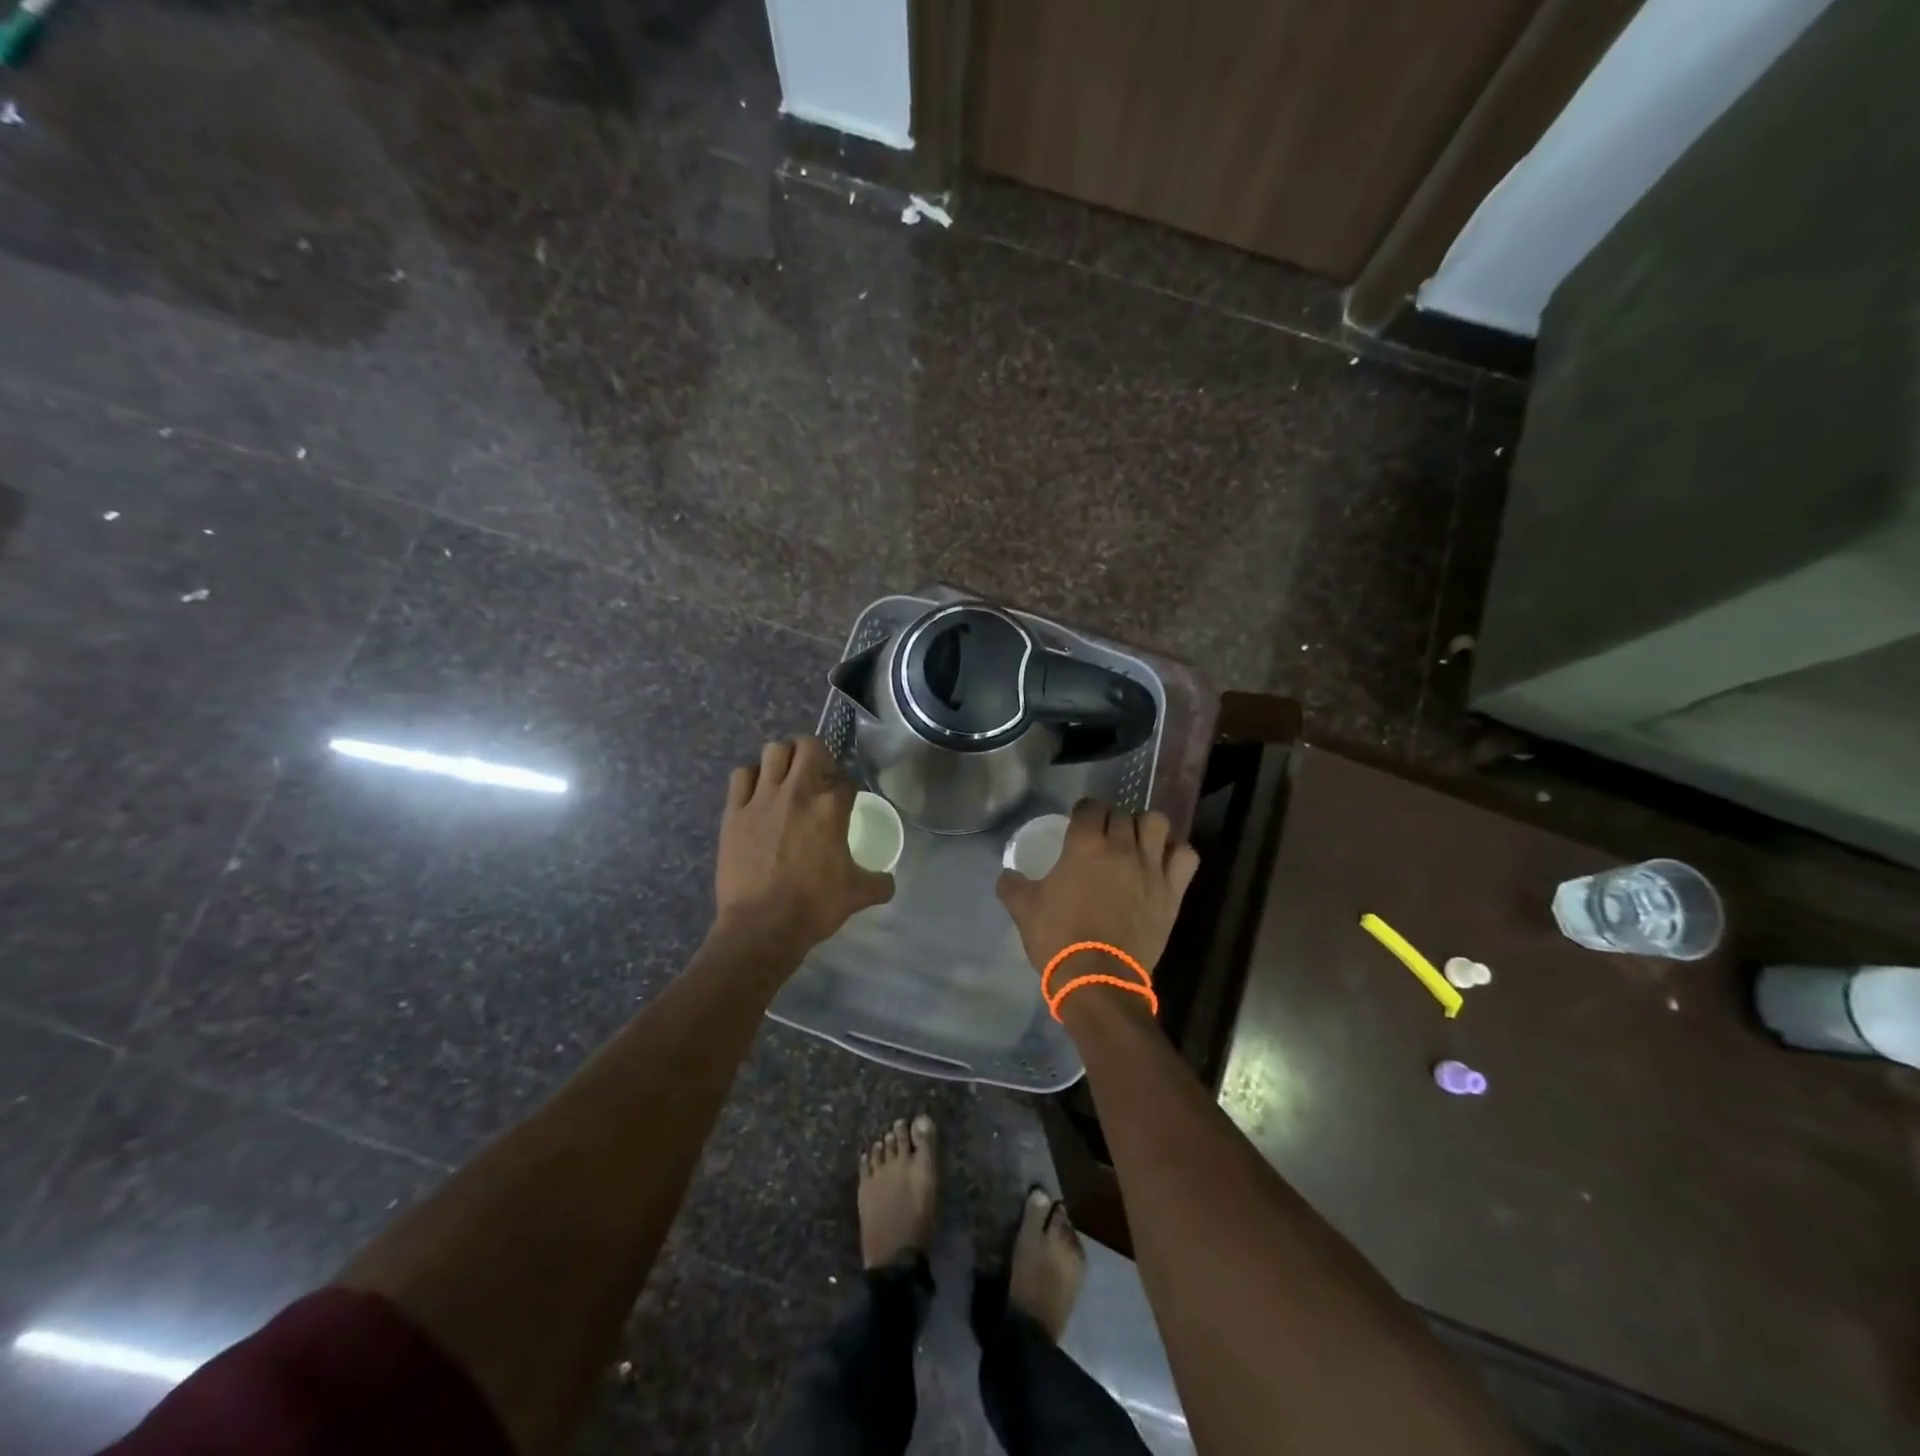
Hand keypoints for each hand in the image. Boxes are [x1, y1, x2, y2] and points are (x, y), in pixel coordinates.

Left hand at [716, 736, 893, 951]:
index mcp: (831, 808)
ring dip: (783, 759)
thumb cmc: (814, 906)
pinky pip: (741, 776)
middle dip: (817, 754)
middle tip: (818, 775)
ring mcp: (762, 798)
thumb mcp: (857, 895)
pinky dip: (751, 777)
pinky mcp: (734, 811)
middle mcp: (798, 792)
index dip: (848, 787)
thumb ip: (879, 882)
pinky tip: (757, 793)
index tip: (846, 799)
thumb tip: (889, 882)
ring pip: (773, 751)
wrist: (762, 926)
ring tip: (786, 777)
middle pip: (809, 746)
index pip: (846, 780)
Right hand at [995, 799, 1200, 981]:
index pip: (1090, 807)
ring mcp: (1151, 867)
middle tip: (1103, 837)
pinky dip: (1177, 853)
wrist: (1098, 978)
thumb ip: (1012, 885)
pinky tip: (1163, 862)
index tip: (1078, 822)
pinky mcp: (1172, 890)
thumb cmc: (1058, 938)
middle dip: (1112, 820)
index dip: (1084, 811)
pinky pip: (1186, 856)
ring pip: (1158, 823)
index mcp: (1085, 845)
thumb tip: (1007, 874)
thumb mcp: (1023, 909)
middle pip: (1123, 813)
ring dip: (1146, 828)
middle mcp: (1121, 847)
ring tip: (1137, 843)